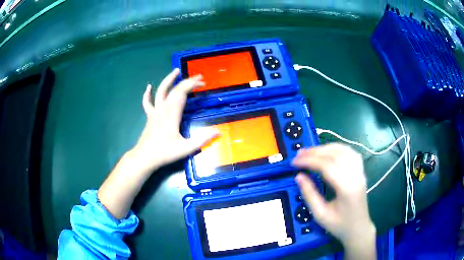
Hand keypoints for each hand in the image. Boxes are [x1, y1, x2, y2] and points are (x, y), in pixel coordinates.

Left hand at [98, 69, 217, 218]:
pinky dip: (147, 94)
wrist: (144, 157)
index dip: (192, 85)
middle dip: (187, 82)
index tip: (203, 82)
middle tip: (199, 78)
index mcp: (172, 114)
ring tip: (176, 71)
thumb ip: (202, 139)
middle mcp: (163, 109)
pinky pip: (147, 102)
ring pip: (160, 91)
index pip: (182, 92)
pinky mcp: (150, 116)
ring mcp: (155, 112)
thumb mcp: (186, 148)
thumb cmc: (165, 153)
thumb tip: (219, 132)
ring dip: (168, 80)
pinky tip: (149, 86)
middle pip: (174, 89)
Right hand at [292, 144, 375, 259]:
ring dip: (325, 148)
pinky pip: (349, 152)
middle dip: (315, 152)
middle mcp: (356, 175)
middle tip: (299, 155)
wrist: (358, 228)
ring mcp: (360, 171)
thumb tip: (298, 176)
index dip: (309, 161)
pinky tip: (327, 151)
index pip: (327, 166)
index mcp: (347, 188)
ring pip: (343, 150)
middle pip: (335, 155)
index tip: (294, 162)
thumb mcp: (320, 215)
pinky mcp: (360, 170)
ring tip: (310, 152)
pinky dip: (336, 148)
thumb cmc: (339, 225)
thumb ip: (309, 194)